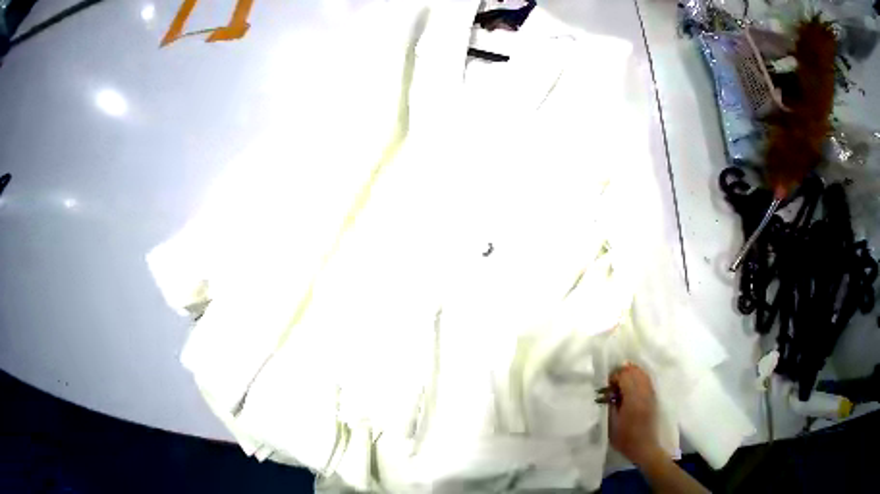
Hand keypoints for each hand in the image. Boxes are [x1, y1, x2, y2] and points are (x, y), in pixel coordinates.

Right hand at [608, 363, 663, 465]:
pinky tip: (632, 383)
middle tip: (613, 382)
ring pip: (642, 375)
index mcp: (633, 400)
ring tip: (622, 381)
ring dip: (630, 374)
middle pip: (634, 372)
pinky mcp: (654, 401)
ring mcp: (651, 397)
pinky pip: (647, 382)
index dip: (614, 377)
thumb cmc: (624, 437)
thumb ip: (609, 400)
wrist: (646, 451)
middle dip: (621, 373)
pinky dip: (639, 378)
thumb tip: (607, 388)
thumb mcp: (610, 419)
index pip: (624, 376)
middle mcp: (644, 396)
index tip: (608, 387)